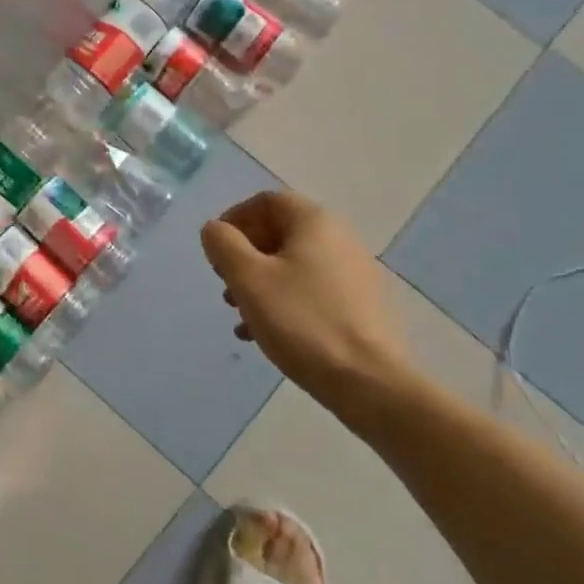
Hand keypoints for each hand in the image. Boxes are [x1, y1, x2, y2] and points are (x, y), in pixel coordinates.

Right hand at [201, 191, 409, 398]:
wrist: (368, 381)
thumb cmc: (301, 321)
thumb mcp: (249, 279)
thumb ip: (224, 245)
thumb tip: (215, 229)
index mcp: (314, 221)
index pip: (266, 201)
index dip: (234, 219)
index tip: (215, 250)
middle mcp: (338, 237)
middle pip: (279, 232)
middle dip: (244, 255)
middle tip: (224, 284)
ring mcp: (352, 272)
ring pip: (293, 264)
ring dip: (259, 281)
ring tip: (238, 313)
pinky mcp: (359, 305)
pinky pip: (310, 290)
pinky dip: (282, 301)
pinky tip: (262, 333)